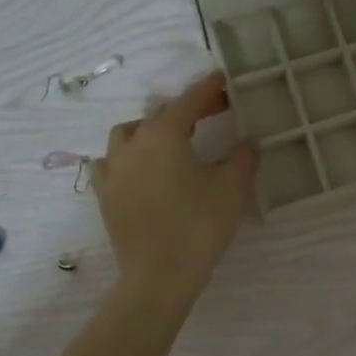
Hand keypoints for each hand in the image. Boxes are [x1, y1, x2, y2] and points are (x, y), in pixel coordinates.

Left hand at [93, 71, 258, 308]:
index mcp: (163, 134)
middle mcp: (132, 144)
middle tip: (213, 113)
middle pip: (160, 115)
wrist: (158, 277)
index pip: (189, 101)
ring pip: (129, 134)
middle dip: (187, 109)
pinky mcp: (105, 195)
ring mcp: (113, 170)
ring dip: (152, 129)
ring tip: (173, 139)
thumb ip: (243, 157)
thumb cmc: (199, 226)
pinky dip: (129, 156)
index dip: (209, 88)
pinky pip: (112, 162)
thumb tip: (249, 141)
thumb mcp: (232, 188)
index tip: (223, 79)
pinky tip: (141, 168)